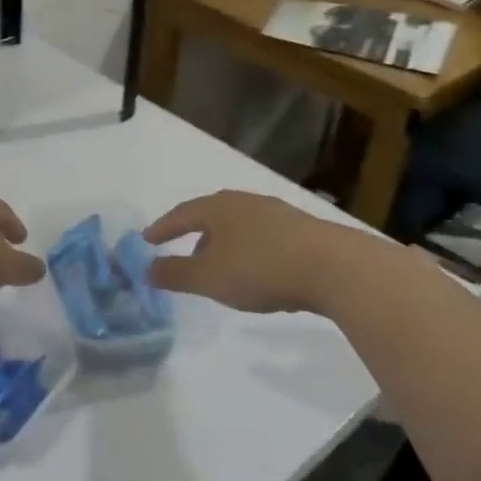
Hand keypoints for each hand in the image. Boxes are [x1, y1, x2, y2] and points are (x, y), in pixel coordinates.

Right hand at [142, 190, 408, 314]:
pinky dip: (250, 249)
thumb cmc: (260, 268)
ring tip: (220, 265)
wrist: (334, 267)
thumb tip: (146, 269)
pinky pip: (263, 235)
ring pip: (239, 225)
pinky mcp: (302, 229)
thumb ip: (175, 273)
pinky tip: (257, 268)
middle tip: (182, 252)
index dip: (162, 227)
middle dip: (195, 234)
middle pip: (211, 215)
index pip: (181, 214)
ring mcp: (276, 213)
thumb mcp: (210, 277)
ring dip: (224, 243)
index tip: (147, 239)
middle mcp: (244, 202)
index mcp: (217, 208)